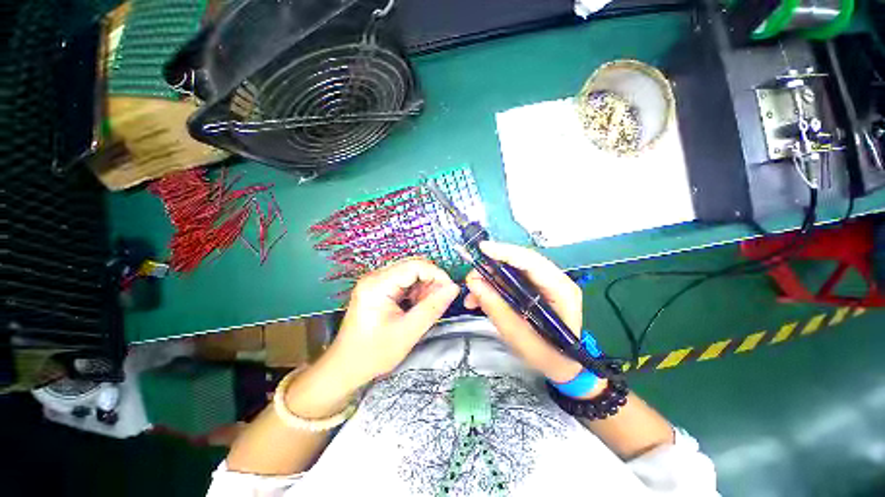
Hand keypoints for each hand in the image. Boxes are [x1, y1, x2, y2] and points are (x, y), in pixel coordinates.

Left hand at [323, 257, 459, 389]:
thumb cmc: (374, 353)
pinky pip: (403, 281)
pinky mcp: (377, 288)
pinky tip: (417, 306)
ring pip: (409, 273)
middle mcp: (375, 276)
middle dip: (431, 280)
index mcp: (377, 285)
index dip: (436, 274)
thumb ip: (433, 308)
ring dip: (424, 286)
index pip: (414, 265)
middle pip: (412, 266)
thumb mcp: (408, 332)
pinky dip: (415, 291)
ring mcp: (375, 281)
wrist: (345, 367)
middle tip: (440, 300)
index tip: (450, 290)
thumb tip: (454, 288)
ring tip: (428, 306)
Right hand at [464, 241, 587, 383]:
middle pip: (520, 262)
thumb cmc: (547, 356)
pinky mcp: (534, 288)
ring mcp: (544, 283)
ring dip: (489, 279)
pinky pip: (509, 280)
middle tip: (471, 279)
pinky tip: (478, 300)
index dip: (506, 253)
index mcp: (560, 291)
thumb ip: (496, 308)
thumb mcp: (519, 337)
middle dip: (491, 267)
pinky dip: (492, 286)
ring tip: (471, 296)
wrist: (562, 365)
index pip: (532, 262)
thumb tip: (474, 283)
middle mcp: (554, 280)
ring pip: (511, 270)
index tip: (482, 249)